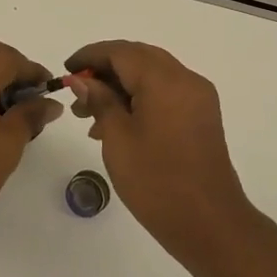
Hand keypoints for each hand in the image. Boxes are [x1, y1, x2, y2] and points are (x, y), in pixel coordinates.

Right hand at [62, 41, 254, 260]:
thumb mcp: (118, 139)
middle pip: (138, 58)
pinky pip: (165, 93)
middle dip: (105, 70)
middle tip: (77, 93)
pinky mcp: (201, 117)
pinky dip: (139, 99)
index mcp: (165, 80)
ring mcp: (198, 98)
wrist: (210, 225)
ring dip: (120, 86)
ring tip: (89, 116)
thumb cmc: (157, 181)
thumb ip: (100, 101)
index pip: (121, 52)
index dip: (90, 56)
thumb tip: (82, 80)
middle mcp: (186, 79)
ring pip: (151, 76)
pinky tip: (116, 125)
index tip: (66, 70)